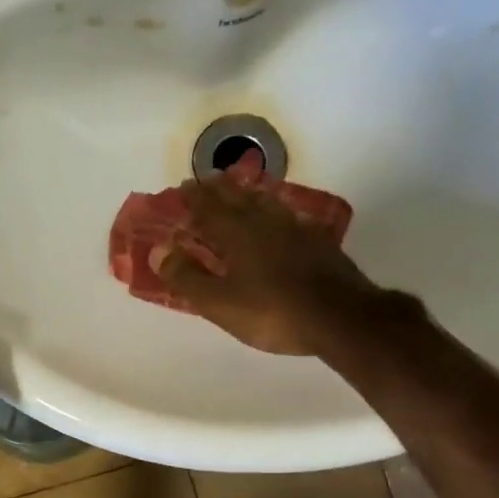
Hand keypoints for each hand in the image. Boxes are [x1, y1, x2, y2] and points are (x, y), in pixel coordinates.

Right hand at [150, 176, 376, 355]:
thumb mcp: (219, 303)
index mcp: (236, 234)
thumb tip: (159, 250)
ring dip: (248, 194)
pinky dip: (274, 211)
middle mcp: (265, 222)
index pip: (209, 208)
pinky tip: (278, 218)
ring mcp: (295, 228)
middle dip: (219, 189)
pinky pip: (288, 216)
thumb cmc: (271, 312)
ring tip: (240, 191)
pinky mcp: (317, 241)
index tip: (183, 187)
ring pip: (266, 203)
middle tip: (207, 181)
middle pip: (238, 198)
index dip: (194, 198)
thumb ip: (187, 277)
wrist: (339, 316)